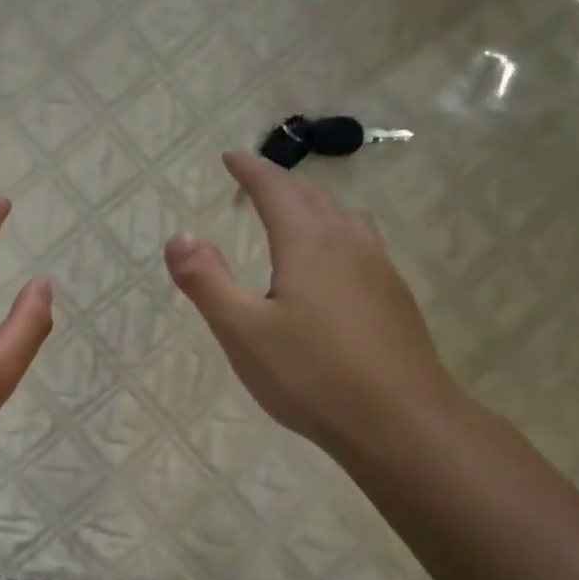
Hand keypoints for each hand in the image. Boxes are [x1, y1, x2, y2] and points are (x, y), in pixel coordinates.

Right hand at [165, 152, 456, 453]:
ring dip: (313, 206)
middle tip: (255, 182)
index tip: (230, 157)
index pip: (276, 189)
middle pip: (313, 197)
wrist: (400, 421)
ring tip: (294, 214)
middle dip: (281, 184)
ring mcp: (379, 268)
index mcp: (308, 242)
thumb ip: (207, 281)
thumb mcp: (242, 331)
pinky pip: (360, 244)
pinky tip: (334, 264)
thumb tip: (178, 237)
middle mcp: (348, 242)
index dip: (251, 170)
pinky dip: (335, 234)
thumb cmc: (310, 375)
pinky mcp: (394, 297)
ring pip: (343, 218)